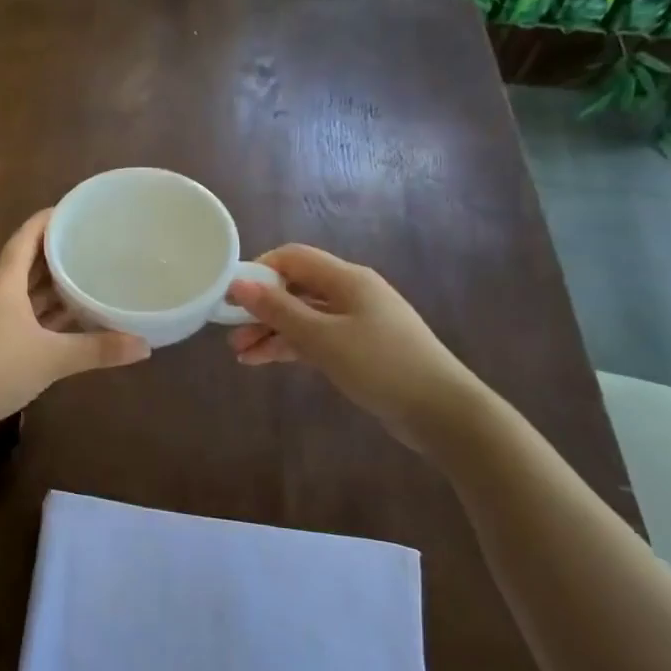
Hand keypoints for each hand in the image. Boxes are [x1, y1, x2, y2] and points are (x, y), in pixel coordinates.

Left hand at [0, 210, 149, 432]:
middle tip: (94, 243)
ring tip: (90, 276)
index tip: (76, 210)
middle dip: (58, 252)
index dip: (48, 220)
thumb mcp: (52, 357)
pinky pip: (25, 314)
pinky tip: (72, 319)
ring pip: (27, 290)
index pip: (27, 236)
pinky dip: (48, 313)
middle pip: (29, 262)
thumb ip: (98, 349)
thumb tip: (145, 345)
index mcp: (5, 281)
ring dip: (54, 285)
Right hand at [225, 245, 491, 452]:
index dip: (259, 270)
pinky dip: (288, 347)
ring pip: (302, 316)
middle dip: (260, 307)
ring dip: (269, 330)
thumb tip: (238, 283)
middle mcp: (350, 293)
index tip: (230, 294)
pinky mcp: (358, 349)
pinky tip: (261, 361)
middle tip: (228, 328)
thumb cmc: (381, 365)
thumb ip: (278, 310)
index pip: (293, 257)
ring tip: (238, 352)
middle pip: (295, 288)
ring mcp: (356, 322)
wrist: (442, 412)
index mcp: (346, 279)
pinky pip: (314, 338)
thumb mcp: (322, 338)